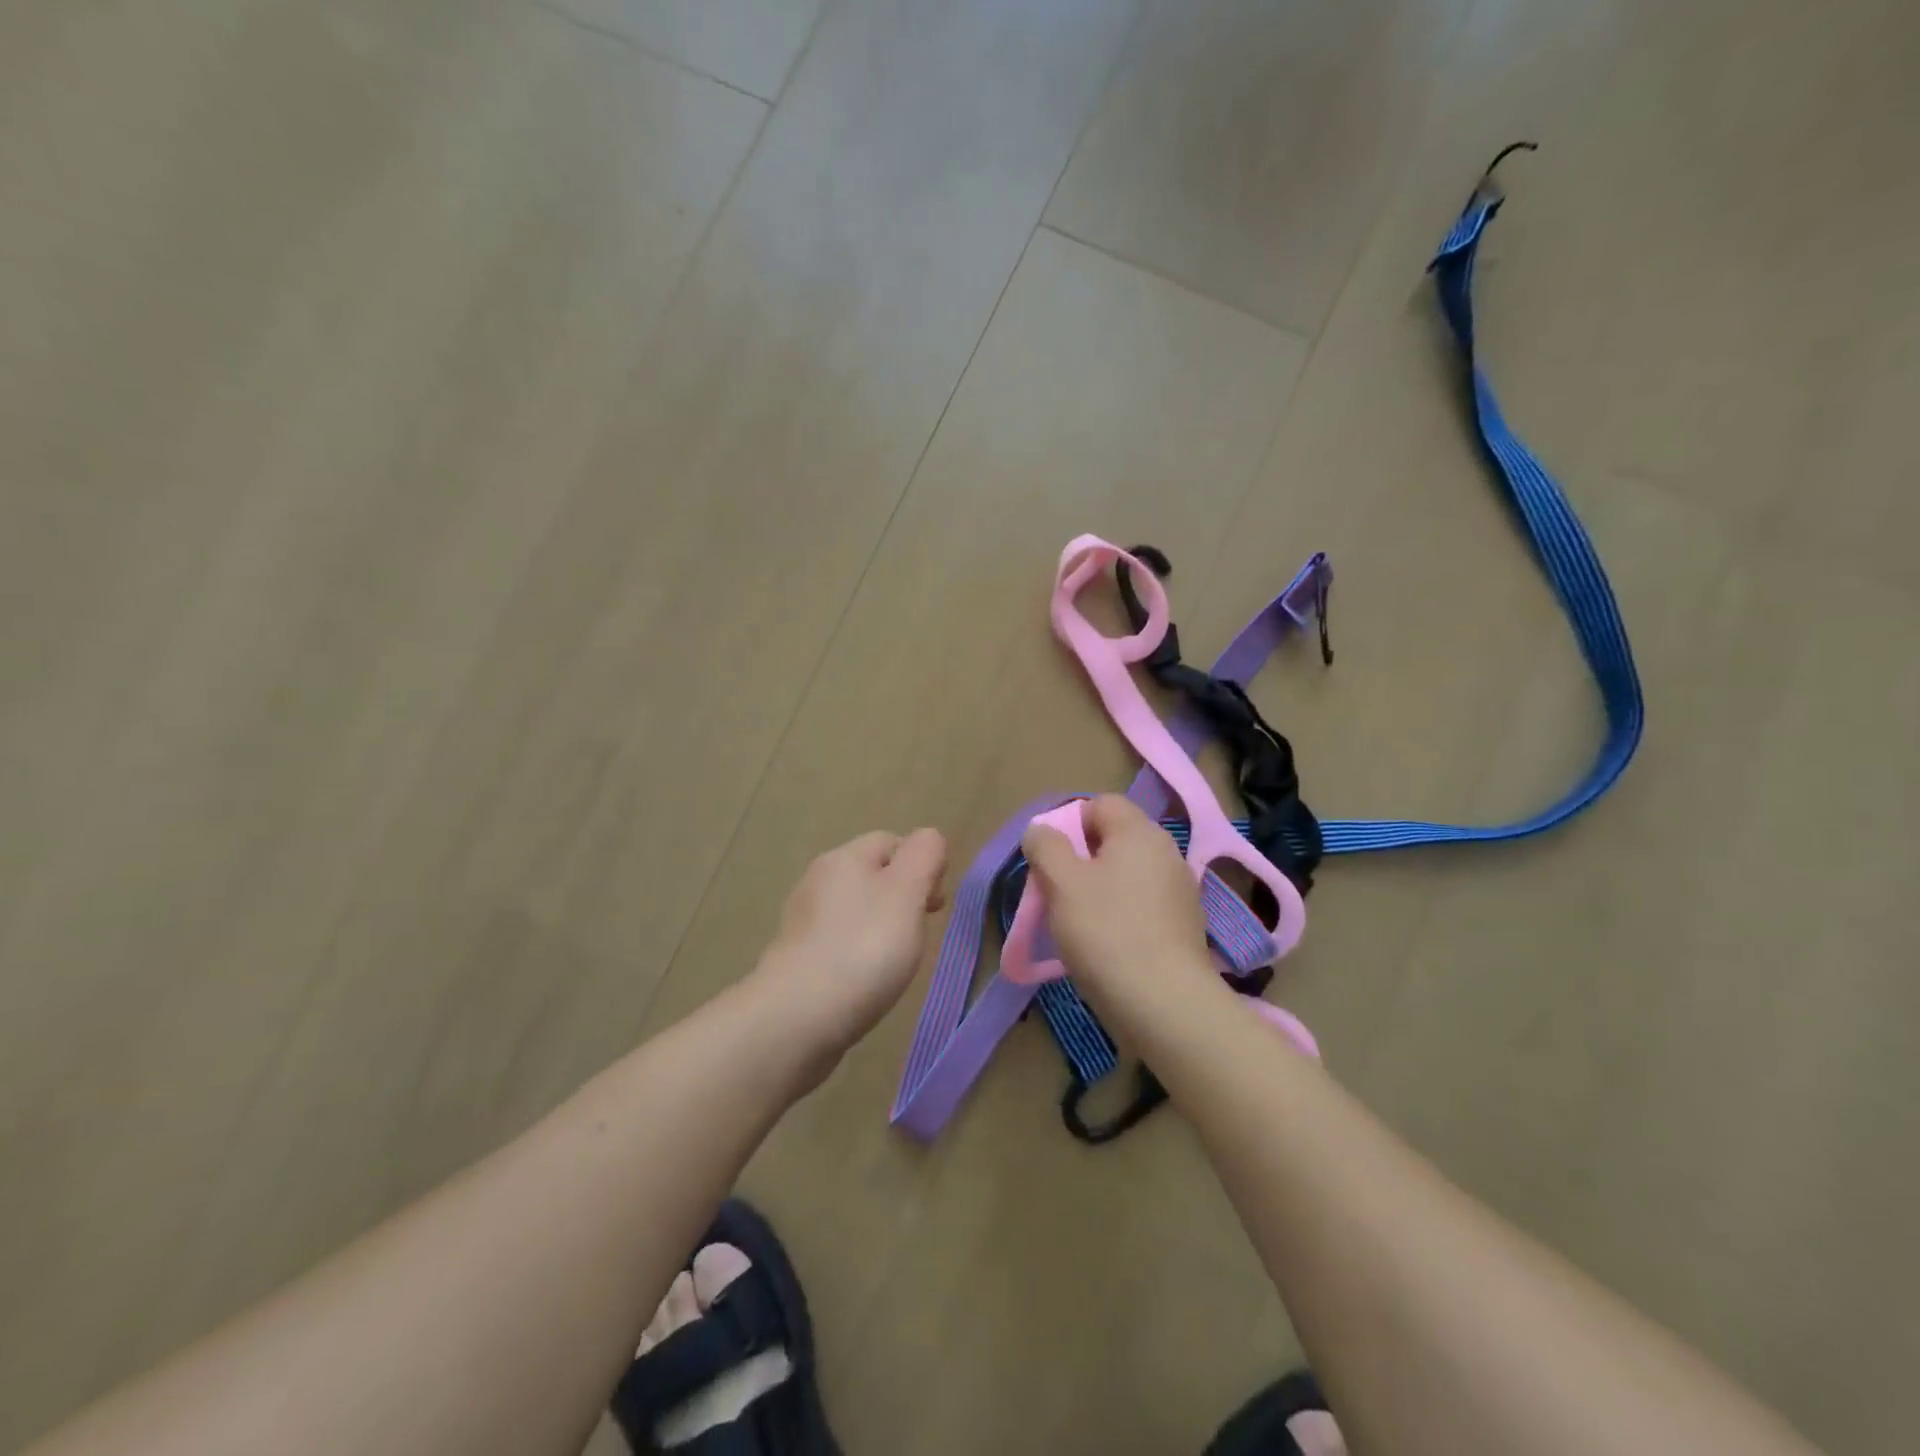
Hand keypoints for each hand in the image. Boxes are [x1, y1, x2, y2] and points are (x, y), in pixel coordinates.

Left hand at [752, 828, 947, 1066]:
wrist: (797, 1018)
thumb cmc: (863, 948)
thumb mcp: (907, 892)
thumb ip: (924, 856)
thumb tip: (928, 839)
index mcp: (843, 857)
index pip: (892, 841)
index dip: (921, 865)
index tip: (935, 905)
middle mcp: (817, 880)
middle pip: (873, 875)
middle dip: (903, 898)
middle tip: (920, 933)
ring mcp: (802, 921)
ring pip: (856, 910)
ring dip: (881, 928)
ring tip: (896, 961)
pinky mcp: (796, 959)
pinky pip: (839, 942)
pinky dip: (858, 954)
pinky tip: (866, 980)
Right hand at [1021, 795, 1213, 1002]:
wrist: (1165, 1004)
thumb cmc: (1106, 932)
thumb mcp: (1061, 882)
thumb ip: (1045, 846)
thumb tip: (1041, 830)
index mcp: (1140, 832)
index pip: (1100, 804)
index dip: (1069, 824)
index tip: (1051, 860)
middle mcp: (1166, 852)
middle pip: (1113, 840)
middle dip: (1079, 861)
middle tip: (1057, 893)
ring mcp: (1179, 891)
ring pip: (1125, 875)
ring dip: (1097, 891)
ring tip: (1076, 924)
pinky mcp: (1183, 926)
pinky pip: (1141, 905)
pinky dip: (1119, 916)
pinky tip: (1106, 946)